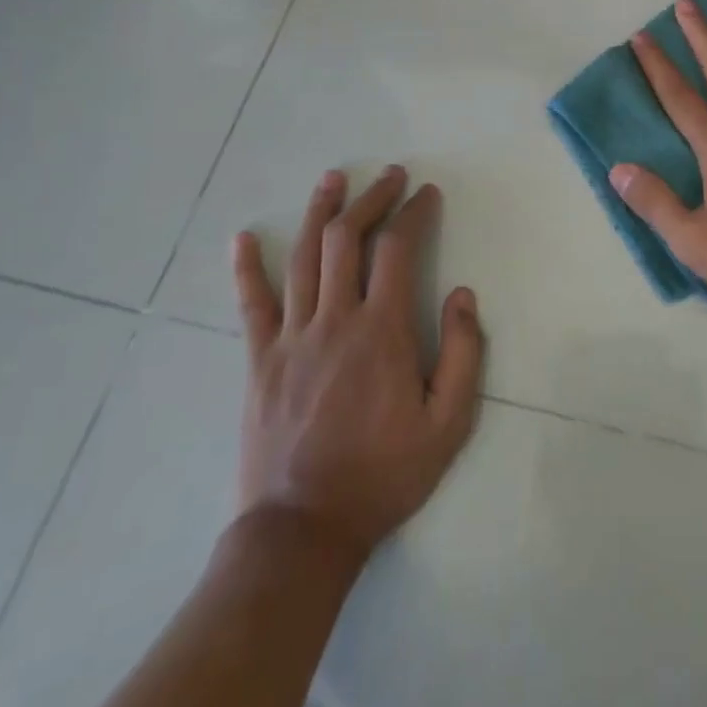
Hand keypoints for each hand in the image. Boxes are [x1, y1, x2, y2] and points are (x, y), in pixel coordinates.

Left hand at [231, 166, 484, 561]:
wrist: (302, 531)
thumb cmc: (383, 475)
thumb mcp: (448, 424)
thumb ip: (464, 353)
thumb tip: (463, 294)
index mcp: (381, 331)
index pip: (398, 249)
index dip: (414, 213)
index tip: (427, 194)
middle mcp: (334, 320)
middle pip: (348, 239)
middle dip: (372, 198)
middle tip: (390, 175)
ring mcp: (291, 338)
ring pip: (304, 258)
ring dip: (320, 212)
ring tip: (333, 179)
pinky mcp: (260, 362)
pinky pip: (252, 305)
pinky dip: (247, 268)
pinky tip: (243, 238)